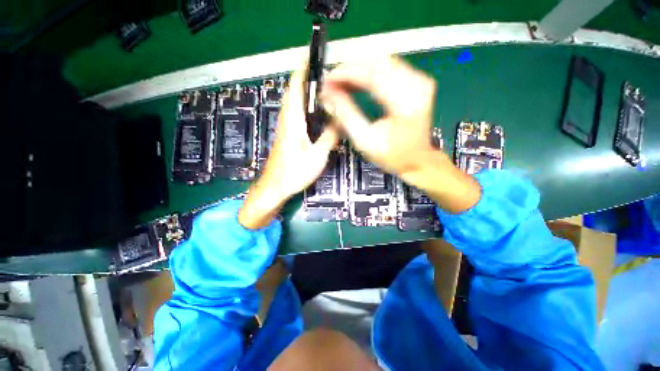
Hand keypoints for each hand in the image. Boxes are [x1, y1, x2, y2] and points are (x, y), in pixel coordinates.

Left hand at [238, 62, 338, 228]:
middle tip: (324, 71)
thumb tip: (340, 120)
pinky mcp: (287, 135)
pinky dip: (305, 105)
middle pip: (294, 91)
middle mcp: (287, 119)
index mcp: (293, 120)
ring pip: (294, 102)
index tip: (312, 55)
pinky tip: (316, 111)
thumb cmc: (294, 172)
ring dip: (305, 90)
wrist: (275, 187)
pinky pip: (296, 113)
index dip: (303, 69)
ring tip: (323, 87)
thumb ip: (329, 137)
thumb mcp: (317, 156)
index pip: (296, 87)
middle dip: (306, 77)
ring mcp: (286, 127)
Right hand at [321, 56, 480, 213]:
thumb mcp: (365, 141)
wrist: (418, 160)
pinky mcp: (418, 81)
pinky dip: (370, 72)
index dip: (346, 73)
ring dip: (358, 69)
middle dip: (350, 69)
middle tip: (332, 82)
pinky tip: (357, 82)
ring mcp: (420, 80)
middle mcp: (416, 85)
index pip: (371, 75)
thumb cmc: (392, 156)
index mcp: (405, 103)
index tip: (327, 79)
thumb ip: (346, 115)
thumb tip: (328, 95)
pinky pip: (389, 67)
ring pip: (382, 61)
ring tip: (341, 83)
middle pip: (377, 62)